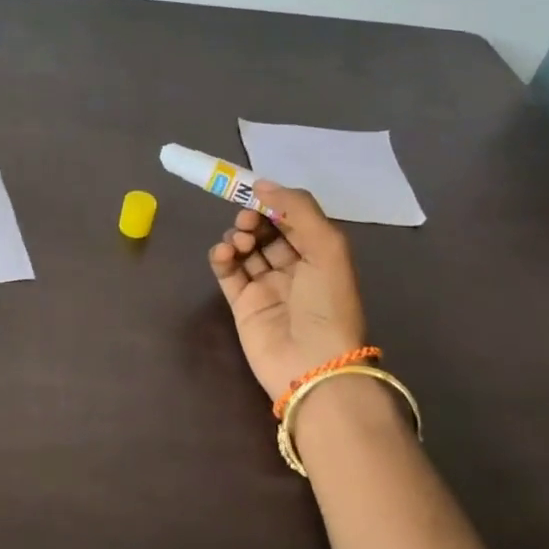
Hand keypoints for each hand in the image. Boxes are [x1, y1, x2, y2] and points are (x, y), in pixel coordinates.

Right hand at [209, 183, 366, 402]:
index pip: (293, 220)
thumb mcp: (327, 248)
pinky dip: (221, 256)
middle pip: (266, 232)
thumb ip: (298, 209)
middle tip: (248, 220)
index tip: (256, 192)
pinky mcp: (241, 303)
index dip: (275, 204)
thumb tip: (263, 184)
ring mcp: (265, 286)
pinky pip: (227, 271)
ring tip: (239, 241)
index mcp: (320, 255)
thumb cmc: (327, 304)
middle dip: (254, 219)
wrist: (312, 364)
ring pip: (245, 248)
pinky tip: (224, 253)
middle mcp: (294, 269)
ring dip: (238, 236)